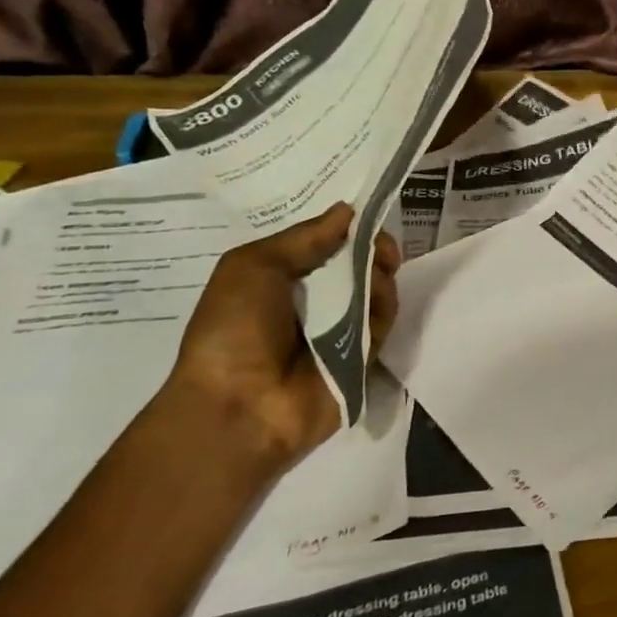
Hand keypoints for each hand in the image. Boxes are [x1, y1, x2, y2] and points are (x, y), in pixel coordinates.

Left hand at [167, 202, 401, 465]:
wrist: (238, 405)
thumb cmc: (232, 330)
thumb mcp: (253, 266)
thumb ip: (305, 238)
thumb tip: (349, 210)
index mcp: (284, 278)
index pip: (327, 244)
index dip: (348, 228)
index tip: (366, 216)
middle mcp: (316, 299)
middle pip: (358, 261)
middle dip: (373, 247)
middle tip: (382, 246)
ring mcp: (342, 327)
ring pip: (377, 285)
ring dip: (379, 273)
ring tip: (372, 274)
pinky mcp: (366, 352)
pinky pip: (384, 317)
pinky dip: (383, 303)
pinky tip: (374, 299)